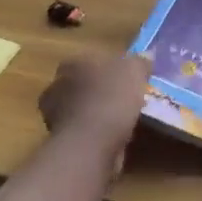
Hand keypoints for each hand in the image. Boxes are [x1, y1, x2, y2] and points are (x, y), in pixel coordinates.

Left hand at [38, 52, 152, 157]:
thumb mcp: (134, 71)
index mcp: (72, 64)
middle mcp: (57, 86)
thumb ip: (139, 62)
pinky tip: (115, 138)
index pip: (90, 59)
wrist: (90, 145)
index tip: (126, 76)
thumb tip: (146, 55)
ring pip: (81, 109)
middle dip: (100, 90)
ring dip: (97, 114)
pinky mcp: (61, 141)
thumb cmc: (110, 98)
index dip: (109, 67)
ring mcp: (55, 116)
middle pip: (83, 84)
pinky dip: (96, 134)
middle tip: (125, 98)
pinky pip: (84, 132)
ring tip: (123, 121)